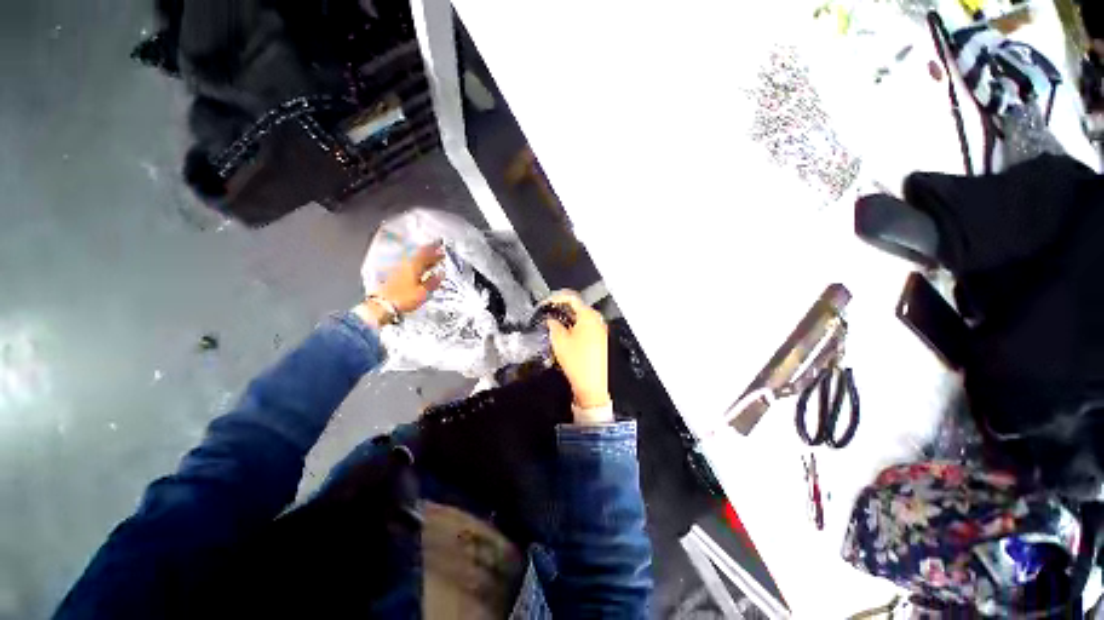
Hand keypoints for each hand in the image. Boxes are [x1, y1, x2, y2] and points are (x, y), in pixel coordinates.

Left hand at [355, 242, 444, 325]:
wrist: (383, 305)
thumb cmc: (404, 298)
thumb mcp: (423, 292)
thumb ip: (433, 282)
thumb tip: (440, 274)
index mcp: (413, 266)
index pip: (425, 253)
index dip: (433, 249)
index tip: (440, 245)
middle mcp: (405, 265)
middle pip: (419, 256)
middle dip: (430, 254)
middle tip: (440, 254)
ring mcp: (399, 271)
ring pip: (415, 261)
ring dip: (424, 260)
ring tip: (432, 262)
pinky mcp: (395, 277)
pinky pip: (410, 267)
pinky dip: (418, 267)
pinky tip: (421, 271)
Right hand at [544, 291, 611, 415]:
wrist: (592, 384)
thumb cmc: (577, 361)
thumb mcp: (559, 341)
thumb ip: (553, 325)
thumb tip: (551, 320)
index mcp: (588, 316)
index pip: (571, 298)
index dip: (556, 298)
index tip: (547, 303)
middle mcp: (597, 320)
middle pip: (578, 307)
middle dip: (563, 309)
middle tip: (550, 314)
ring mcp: (601, 330)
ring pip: (582, 318)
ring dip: (569, 319)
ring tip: (556, 325)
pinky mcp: (601, 340)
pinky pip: (587, 327)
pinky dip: (576, 327)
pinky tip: (567, 335)